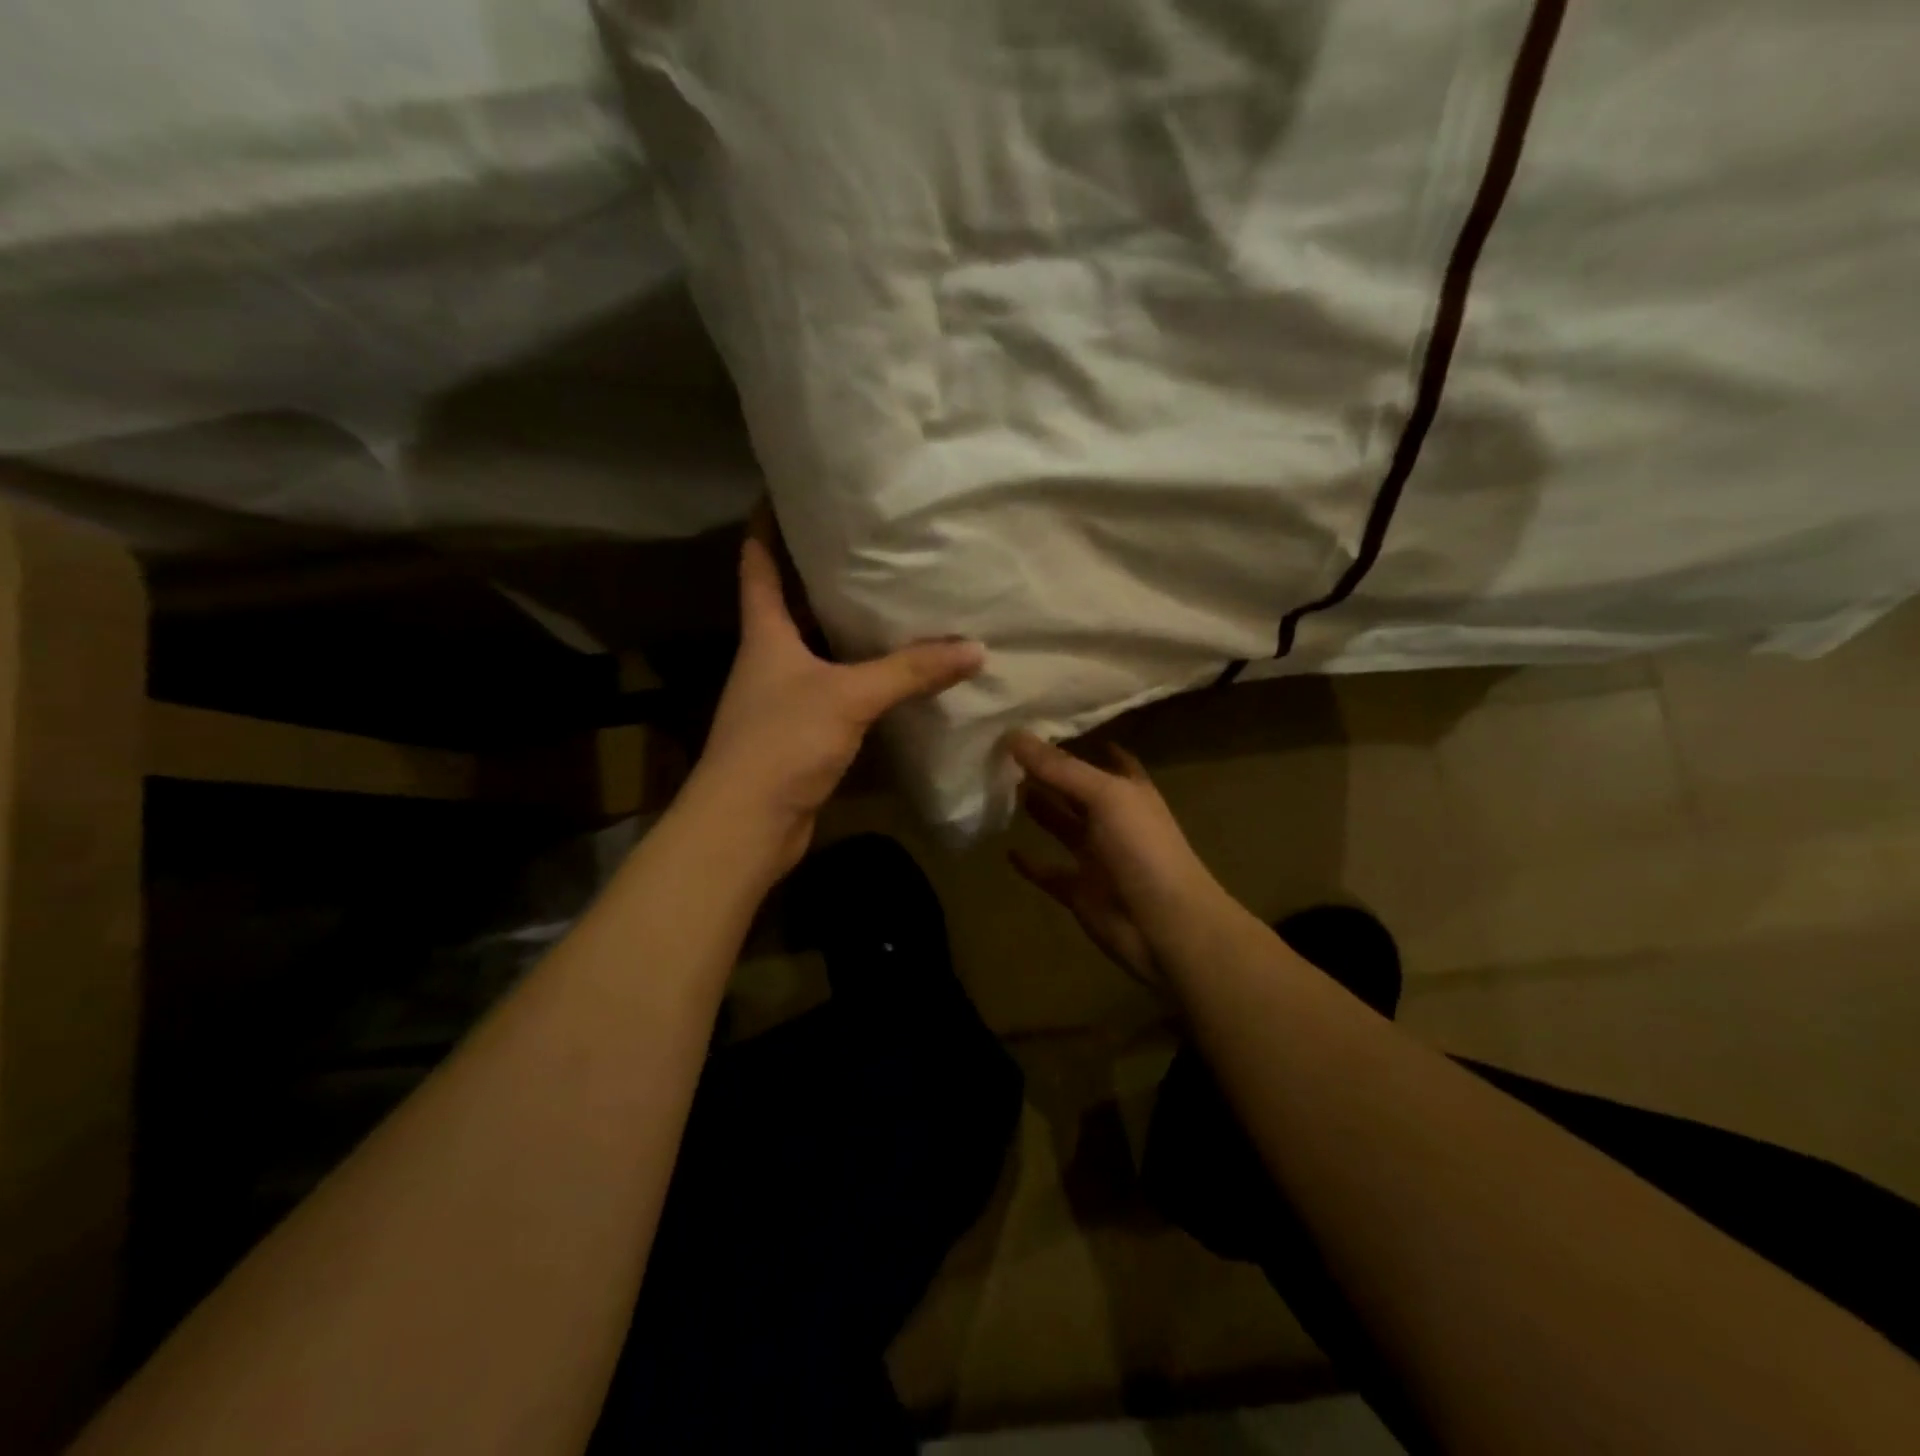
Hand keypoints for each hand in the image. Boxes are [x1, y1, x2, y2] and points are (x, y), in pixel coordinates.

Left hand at [686, 509, 983, 875]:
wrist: (748, 824)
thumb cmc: (783, 741)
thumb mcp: (849, 696)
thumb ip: (910, 670)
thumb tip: (975, 649)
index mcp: (764, 634)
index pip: (758, 564)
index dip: (765, 526)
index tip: (783, 492)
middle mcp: (768, 659)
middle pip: (789, 605)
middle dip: (818, 574)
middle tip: (864, 543)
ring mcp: (782, 699)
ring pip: (816, 650)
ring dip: (843, 629)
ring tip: (889, 600)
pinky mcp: (800, 734)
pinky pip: (834, 691)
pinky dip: (859, 678)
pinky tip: (892, 674)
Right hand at [1006, 732, 1226, 989]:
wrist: (1165, 926)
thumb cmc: (1143, 849)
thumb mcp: (1104, 796)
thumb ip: (1060, 768)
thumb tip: (1012, 734)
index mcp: (1129, 792)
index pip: (1107, 760)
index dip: (1083, 743)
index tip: (1046, 726)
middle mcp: (1113, 820)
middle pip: (1076, 792)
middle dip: (1048, 774)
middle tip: (1005, 755)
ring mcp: (1097, 857)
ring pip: (1062, 827)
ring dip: (1038, 810)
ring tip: (1001, 788)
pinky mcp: (1080, 891)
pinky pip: (1050, 873)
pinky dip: (1030, 864)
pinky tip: (1007, 850)